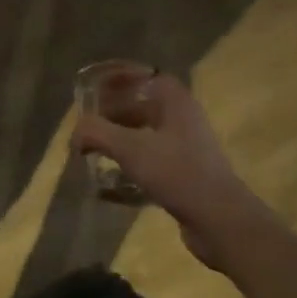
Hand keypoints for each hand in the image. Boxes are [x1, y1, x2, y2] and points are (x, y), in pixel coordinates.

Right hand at [72, 74, 264, 267]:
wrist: (221, 222)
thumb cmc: (177, 173)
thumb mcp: (130, 148)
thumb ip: (96, 133)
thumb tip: (75, 134)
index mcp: (176, 102)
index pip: (147, 76)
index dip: (122, 77)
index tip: (96, 87)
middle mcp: (184, 120)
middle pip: (143, 106)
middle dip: (114, 113)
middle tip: (88, 124)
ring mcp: (188, 150)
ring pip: (146, 136)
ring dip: (120, 141)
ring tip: (94, 152)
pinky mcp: (186, 177)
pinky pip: (152, 163)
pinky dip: (130, 167)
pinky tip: (109, 186)